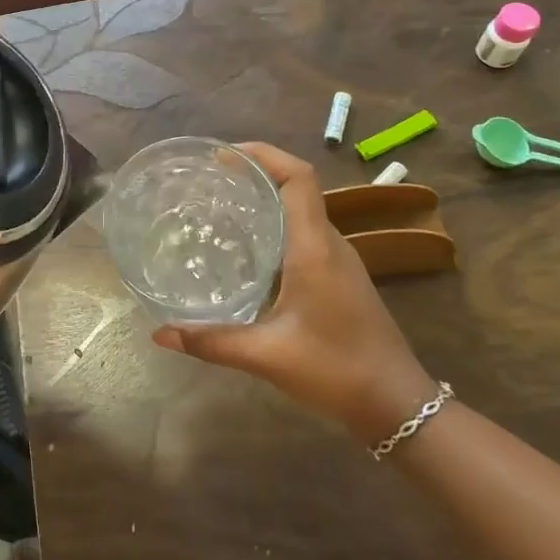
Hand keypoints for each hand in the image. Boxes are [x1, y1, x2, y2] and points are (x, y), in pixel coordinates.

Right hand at [151, 143, 438, 444]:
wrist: (399, 405)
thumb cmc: (337, 370)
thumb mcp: (267, 356)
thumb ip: (212, 342)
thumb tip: (160, 334)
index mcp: (315, 248)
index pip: (298, 178)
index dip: (264, 154)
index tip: (223, 155)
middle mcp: (329, 244)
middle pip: (296, 187)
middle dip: (254, 173)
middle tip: (207, 181)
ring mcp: (338, 261)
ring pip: (300, 211)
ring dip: (264, 200)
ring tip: (218, 208)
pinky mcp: (339, 278)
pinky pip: (304, 234)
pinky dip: (274, 227)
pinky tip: (245, 251)